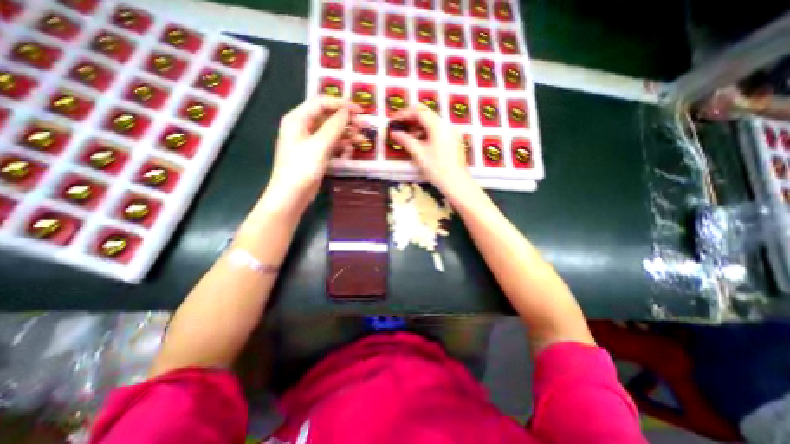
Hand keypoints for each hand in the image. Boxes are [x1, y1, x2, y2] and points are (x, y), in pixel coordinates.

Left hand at [268, 96, 361, 209]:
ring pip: (332, 132)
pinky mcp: (317, 154)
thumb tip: (347, 110)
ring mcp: (311, 142)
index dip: (341, 104)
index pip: (321, 103)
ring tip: (362, 141)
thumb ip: (334, 126)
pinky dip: (342, 147)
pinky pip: (332, 145)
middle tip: (365, 126)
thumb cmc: (302, 168)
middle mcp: (304, 127)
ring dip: (347, 135)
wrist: (292, 195)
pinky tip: (350, 152)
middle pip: (328, 117)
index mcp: (298, 119)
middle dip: (347, 121)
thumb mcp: (319, 145)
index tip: (360, 110)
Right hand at [389, 104, 470, 196]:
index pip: (419, 111)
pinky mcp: (454, 140)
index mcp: (437, 125)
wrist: (456, 182)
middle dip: (411, 119)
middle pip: (426, 115)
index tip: (393, 120)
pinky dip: (427, 133)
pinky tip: (421, 143)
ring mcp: (451, 132)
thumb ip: (406, 140)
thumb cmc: (436, 168)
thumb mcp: (419, 154)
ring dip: (418, 127)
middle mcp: (446, 124)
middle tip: (399, 127)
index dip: (404, 113)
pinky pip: (438, 131)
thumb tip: (394, 133)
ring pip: (432, 123)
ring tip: (408, 138)